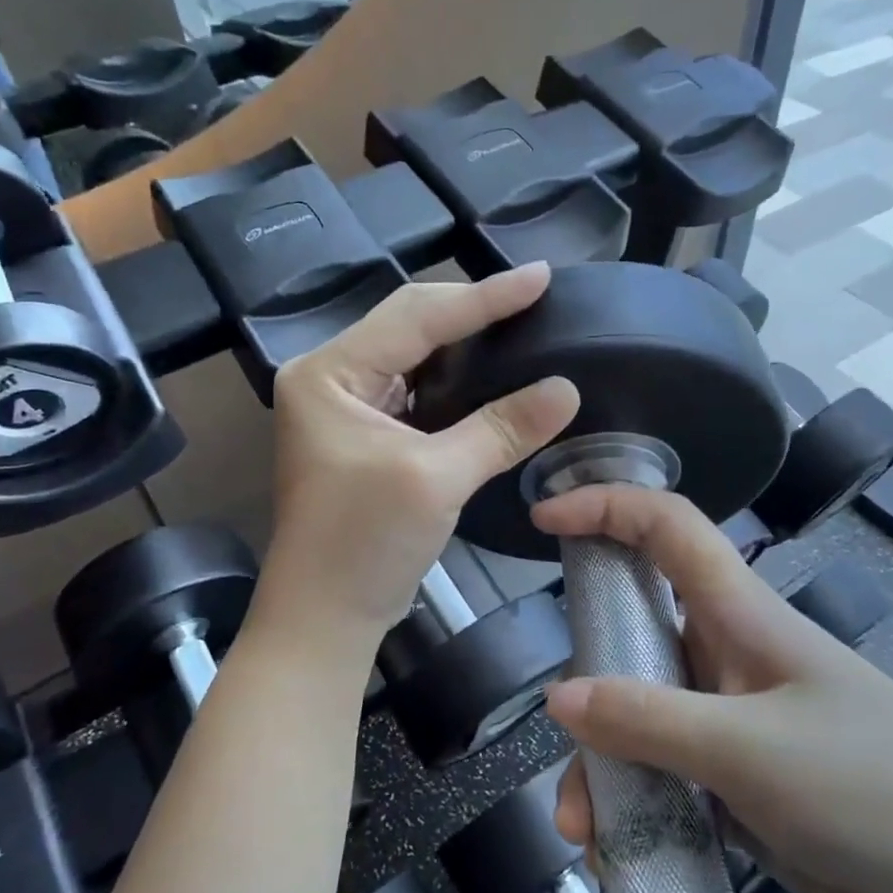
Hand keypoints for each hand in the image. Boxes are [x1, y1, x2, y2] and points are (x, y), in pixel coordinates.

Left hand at [255, 264, 579, 655]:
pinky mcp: (362, 432)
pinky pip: (415, 387)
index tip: (541, 275)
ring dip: (463, 339)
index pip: (417, 317)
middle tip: (533, 293)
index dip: (484, 296)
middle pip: (410, 324)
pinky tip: (488, 369)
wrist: (324, 618)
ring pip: (413, 353)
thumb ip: (501, 428)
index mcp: (329, 373)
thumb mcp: (436, 479)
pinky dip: (453, 378)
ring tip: (518, 319)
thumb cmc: (364, 545)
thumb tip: (567, 388)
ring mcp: (343, 405)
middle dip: (471, 309)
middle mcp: (329, 376)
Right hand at [538, 485, 892, 892]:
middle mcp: (730, 657)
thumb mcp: (752, 750)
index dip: (607, 506)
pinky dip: (636, 806)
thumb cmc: (877, 788)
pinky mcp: (740, 784)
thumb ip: (650, 721)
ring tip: (585, 833)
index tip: (545, 518)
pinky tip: (622, 857)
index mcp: (742, 616)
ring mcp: (734, 722)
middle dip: (589, 682)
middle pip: (636, 636)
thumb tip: (558, 698)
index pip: (668, 528)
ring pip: (642, 717)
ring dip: (606, 768)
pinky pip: (665, 776)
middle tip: (562, 735)